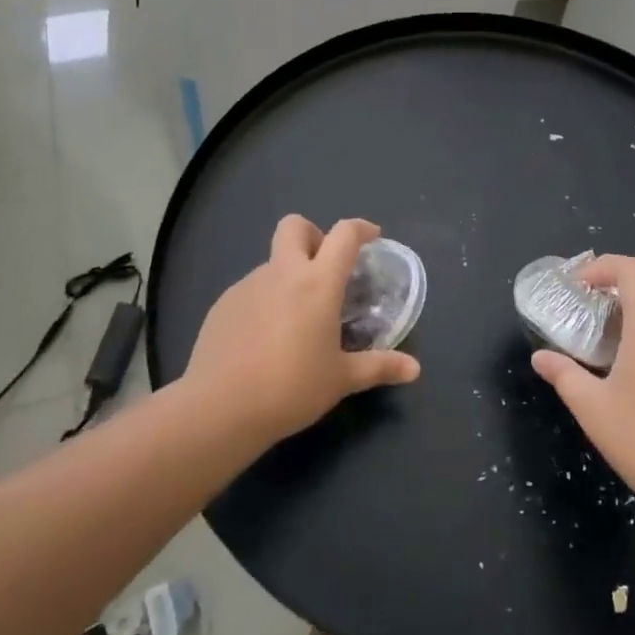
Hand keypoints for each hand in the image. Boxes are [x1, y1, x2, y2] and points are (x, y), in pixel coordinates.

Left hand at [182, 216, 420, 444]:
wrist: (219, 408)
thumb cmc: (291, 388)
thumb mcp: (341, 379)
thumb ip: (379, 367)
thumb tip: (415, 370)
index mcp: (318, 283)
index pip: (344, 235)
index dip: (361, 229)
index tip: (372, 237)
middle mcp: (282, 273)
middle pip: (295, 226)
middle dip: (313, 234)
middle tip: (325, 267)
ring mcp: (248, 285)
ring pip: (272, 261)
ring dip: (289, 274)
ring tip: (296, 317)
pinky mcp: (223, 304)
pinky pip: (251, 289)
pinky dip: (265, 299)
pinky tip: (265, 337)